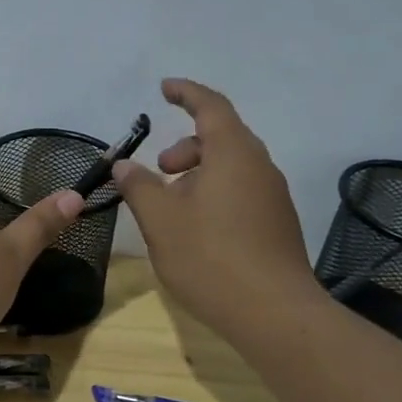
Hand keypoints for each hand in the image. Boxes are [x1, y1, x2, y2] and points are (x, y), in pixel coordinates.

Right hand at [111, 78, 321, 344]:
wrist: (273, 313)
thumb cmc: (210, 257)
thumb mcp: (161, 220)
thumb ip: (139, 186)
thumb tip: (124, 165)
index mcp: (234, 154)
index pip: (211, 106)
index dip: (186, 93)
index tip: (164, 88)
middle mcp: (260, 167)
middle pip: (222, 138)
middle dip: (186, 147)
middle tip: (159, 171)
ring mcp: (273, 197)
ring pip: (232, 168)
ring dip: (198, 175)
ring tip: (171, 208)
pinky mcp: (277, 225)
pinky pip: (242, 193)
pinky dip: (215, 195)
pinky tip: (196, 230)